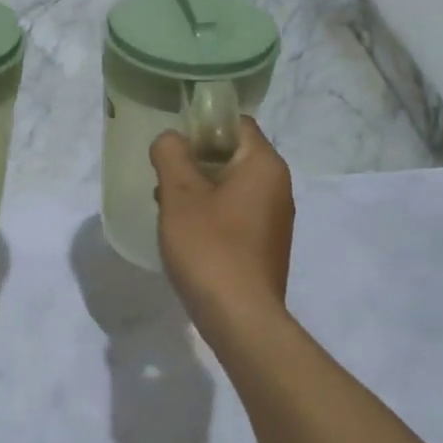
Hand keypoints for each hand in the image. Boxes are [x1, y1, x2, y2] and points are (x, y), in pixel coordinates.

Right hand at [150, 118, 293, 334]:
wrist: (240, 318)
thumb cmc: (210, 247)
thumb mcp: (179, 195)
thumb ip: (171, 155)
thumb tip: (170, 139)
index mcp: (264, 165)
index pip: (236, 124)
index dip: (201, 126)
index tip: (172, 147)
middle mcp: (278, 186)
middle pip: (232, 155)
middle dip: (195, 163)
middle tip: (164, 182)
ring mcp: (275, 219)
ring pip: (231, 187)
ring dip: (199, 192)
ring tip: (169, 212)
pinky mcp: (266, 246)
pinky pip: (236, 215)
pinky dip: (212, 216)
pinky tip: (188, 237)